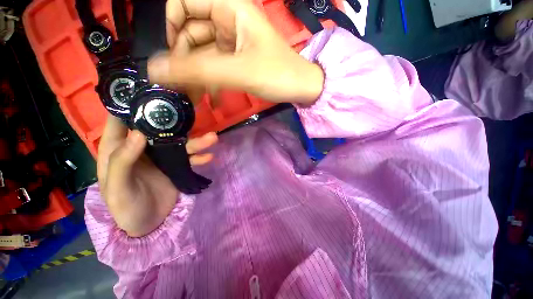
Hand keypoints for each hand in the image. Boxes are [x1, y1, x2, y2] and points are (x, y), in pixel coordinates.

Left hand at [97, 116, 217, 236]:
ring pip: (180, 144)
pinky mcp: (176, 167)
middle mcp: (142, 149)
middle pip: (158, 130)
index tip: (146, 91)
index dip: (130, 106)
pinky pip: (190, 159)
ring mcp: (162, 158)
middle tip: (189, 112)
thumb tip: (139, 132)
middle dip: (174, 121)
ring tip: (213, 138)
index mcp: (119, 150)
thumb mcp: (117, 188)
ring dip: (197, 142)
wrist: (147, 225)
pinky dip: (199, 157)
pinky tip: (209, 157)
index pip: (120, 122)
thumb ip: (123, 161)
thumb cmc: (124, 208)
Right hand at [148, 0, 323, 103]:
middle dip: (183, 61)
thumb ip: (198, 70)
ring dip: (195, 76)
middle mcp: (227, 20)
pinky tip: (211, 101)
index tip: (170, 56)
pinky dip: (210, 83)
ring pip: (202, 53)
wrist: (300, 87)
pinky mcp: (237, 60)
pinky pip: (215, 67)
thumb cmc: (277, 75)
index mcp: (229, 7)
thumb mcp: (238, 71)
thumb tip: (155, 70)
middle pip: (190, 33)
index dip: (170, 26)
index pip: (183, 3)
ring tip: (191, 99)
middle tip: (178, 88)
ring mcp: (232, 42)